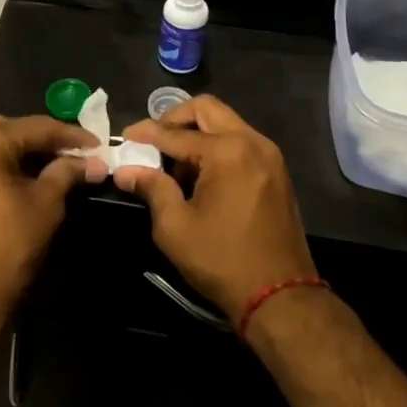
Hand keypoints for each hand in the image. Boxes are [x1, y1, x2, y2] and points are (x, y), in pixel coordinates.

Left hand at [0, 115, 106, 339]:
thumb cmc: (7, 247)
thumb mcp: (45, 204)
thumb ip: (67, 173)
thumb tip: (95, 162)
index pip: (36, 127)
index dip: (71, 135)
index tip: (99, 144)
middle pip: (12, 131)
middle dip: (46, 142)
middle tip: (80, 154)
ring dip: (25, 153)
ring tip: (59, 164)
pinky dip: (4, 165)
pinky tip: (30, 176)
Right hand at [113, 95, 315, 321]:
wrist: (282, 297)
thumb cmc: (223, 261)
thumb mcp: (175, 227)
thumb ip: (151, 188)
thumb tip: (125, 169)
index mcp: (227, 152)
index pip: (176, 133)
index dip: (146, 133)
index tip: (125, 137)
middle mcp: (252, 142)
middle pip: (206, 109)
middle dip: (174, 119)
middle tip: (152, 141)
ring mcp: (269, 155)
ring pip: (225, 122)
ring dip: (197, 133)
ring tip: (175, 165)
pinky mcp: (276, 171)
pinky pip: (240, 141)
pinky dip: (216, 146)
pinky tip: (200, 175)